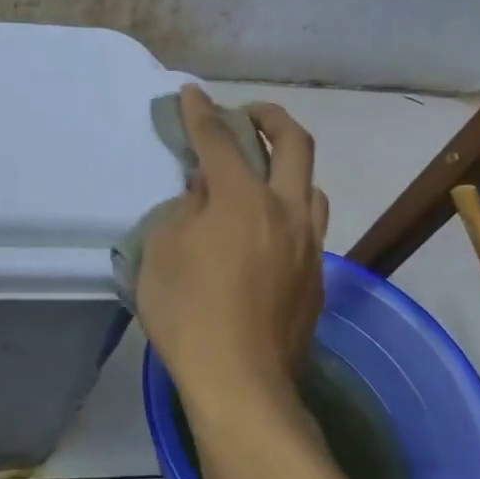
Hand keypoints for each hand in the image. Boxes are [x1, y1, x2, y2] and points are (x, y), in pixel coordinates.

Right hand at [135, 85, 328, 411]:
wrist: (241, 385)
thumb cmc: (188, 312)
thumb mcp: (162, 250)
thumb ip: (184, 209)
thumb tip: (205, 192)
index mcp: (243, 200)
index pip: (220, 141)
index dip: (201, 113)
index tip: (190, 93)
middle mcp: (286, 212)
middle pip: (295, 143)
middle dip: (270, 117)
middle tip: (247, 114)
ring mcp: (309, 246)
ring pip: (312, 186)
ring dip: (288, 167)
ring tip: (260, 176)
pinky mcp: (317, 278)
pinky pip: (308, 226)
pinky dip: (287, 211)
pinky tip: (264, 232)